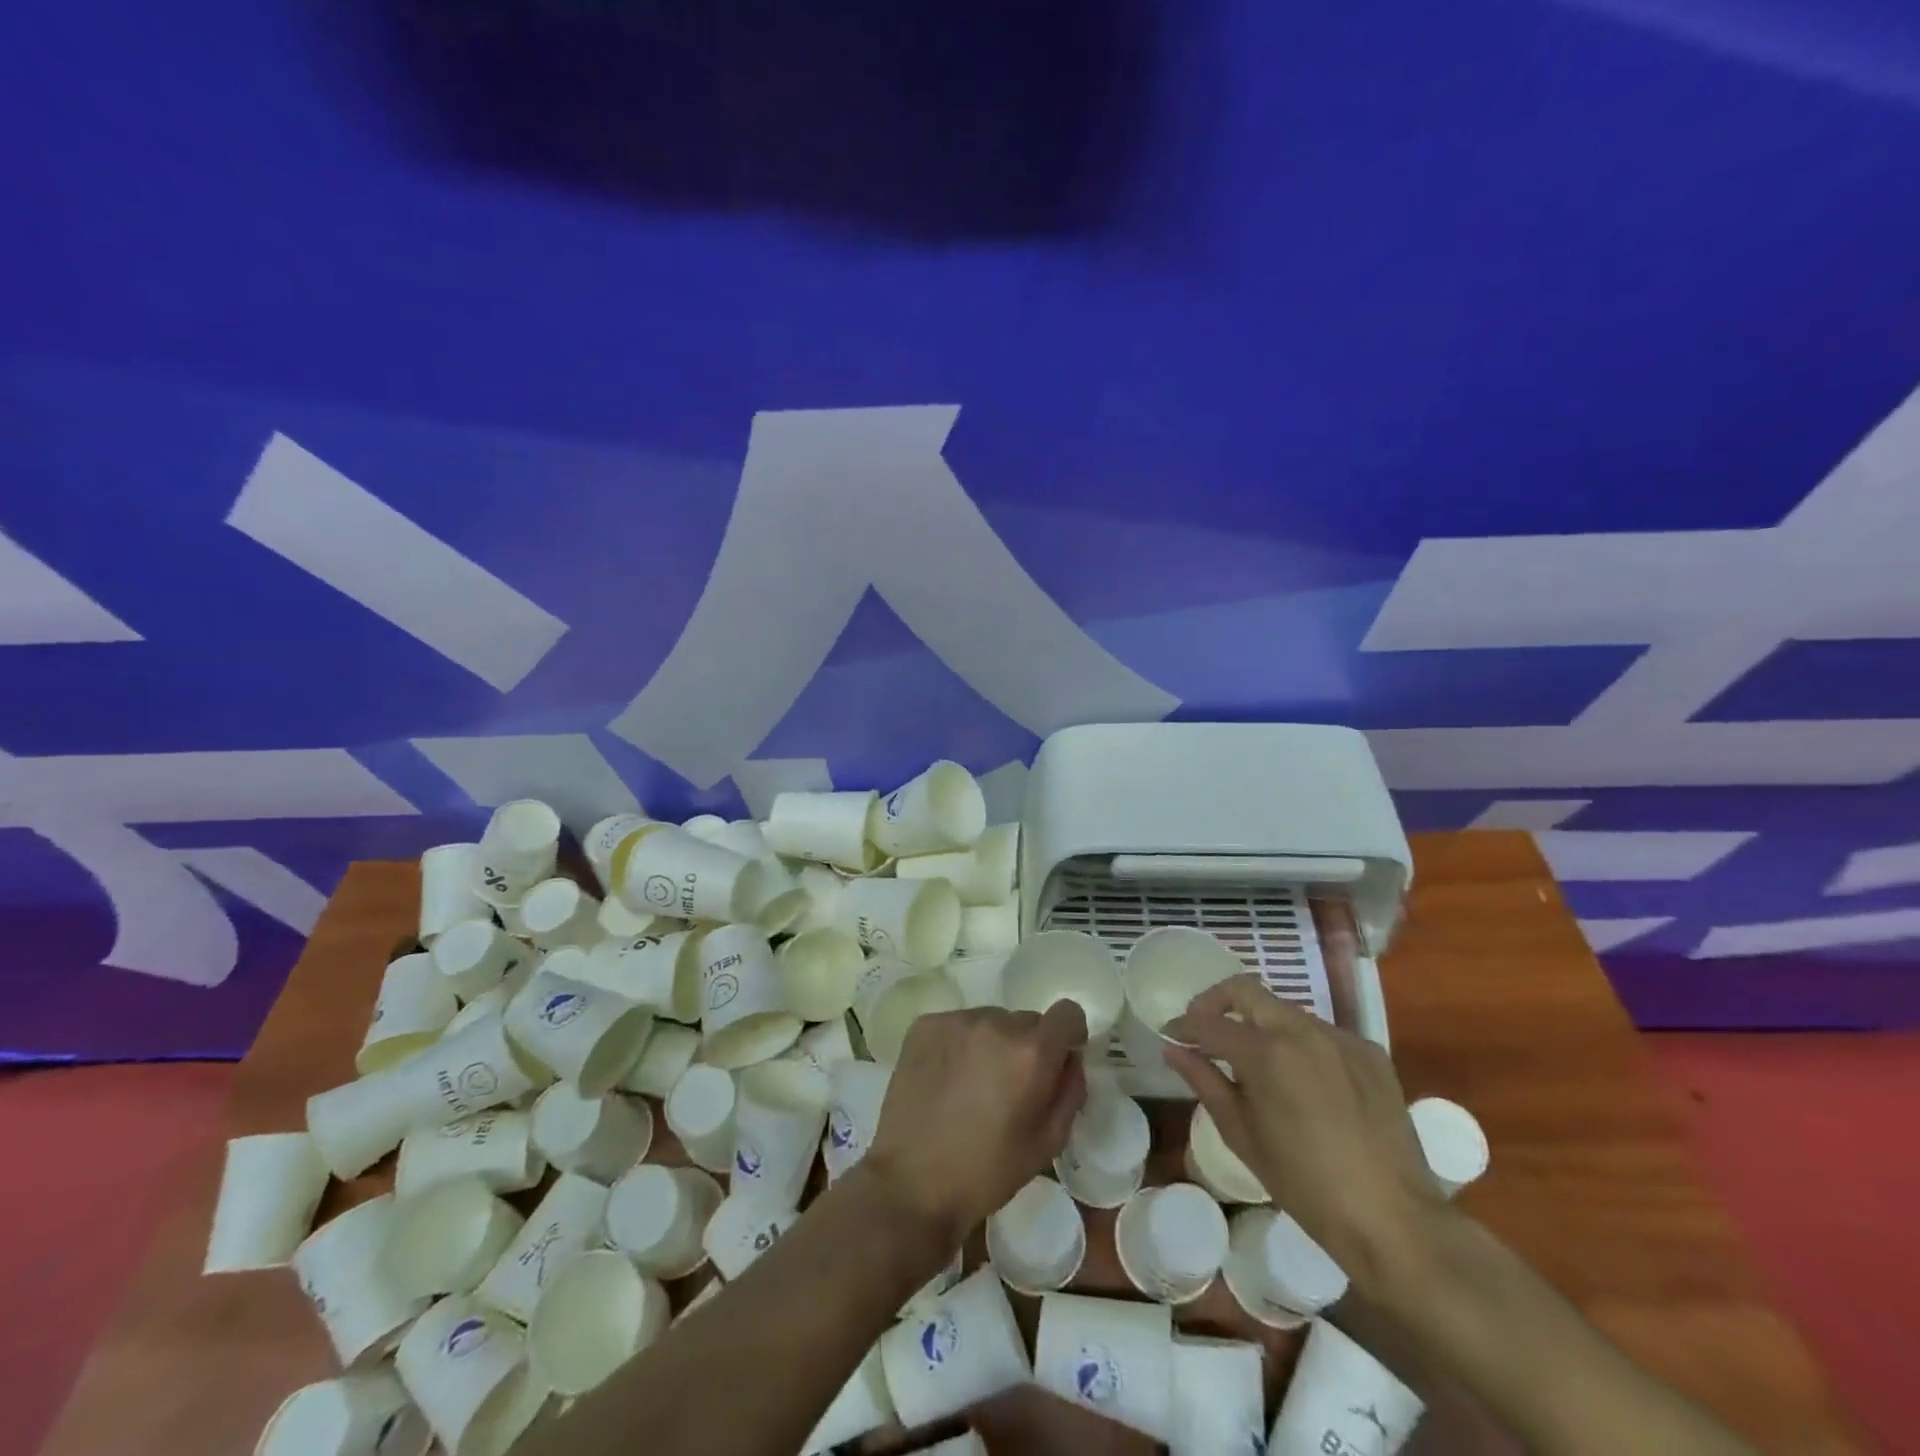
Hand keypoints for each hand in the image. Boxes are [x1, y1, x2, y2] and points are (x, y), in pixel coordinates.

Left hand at [866, 1004, 1088, 1246]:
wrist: (910, 1184)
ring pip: (991, 1021)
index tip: (1055, 1063)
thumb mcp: (1047, 1142)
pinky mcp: (924, 1025)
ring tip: (973, 1085)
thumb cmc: (986, 1172)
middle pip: (1027, 1020)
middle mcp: (995, 1022)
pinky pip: (958, 1025)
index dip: (1067, 1037)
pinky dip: (960, 1045)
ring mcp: (956, 1020)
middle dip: (1027, 1047)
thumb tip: (1070, 1058)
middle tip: (1008, 1087)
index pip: (1068, 1013)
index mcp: (1031, 1052)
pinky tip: (947, 1080)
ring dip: (992, 1044)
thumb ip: (1070, 1090)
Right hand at [1164, 977, 1444, 1291]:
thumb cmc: (1305, 1186)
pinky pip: (1321, 1032)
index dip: (1184, 1025)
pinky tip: (1301, 1079)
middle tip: (1203, 1030)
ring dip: (1259, 1023)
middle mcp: (1302, 1030)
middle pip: (1246, 990)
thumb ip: (1205, 1082)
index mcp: (1266, 1052)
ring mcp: (1340, 1037)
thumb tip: (1173, 1049)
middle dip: (1216, 1002)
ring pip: (1284, 1010)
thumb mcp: (1243, 1135)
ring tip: (1253, 1061)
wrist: (1395, 1221)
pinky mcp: (1370, 1052)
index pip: (1210, 1022)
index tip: (1171, 1034)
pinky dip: (1299, 1043)